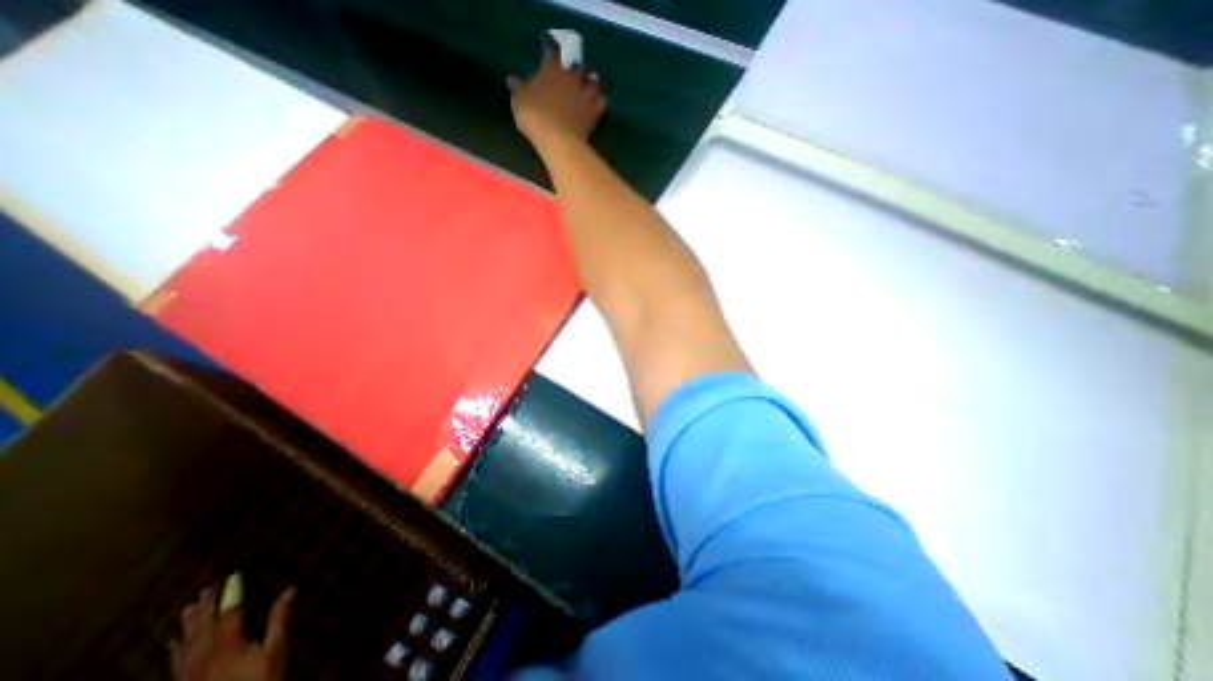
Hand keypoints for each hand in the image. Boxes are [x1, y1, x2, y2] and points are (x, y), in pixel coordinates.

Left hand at [170, 582, 294, 680]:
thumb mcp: (276, 650)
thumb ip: (280, 619)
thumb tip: (290, 588)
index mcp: (228, 646)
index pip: (229, 613)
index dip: (231, 594)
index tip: (233, 576)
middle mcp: (203, 658)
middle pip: (202, 628)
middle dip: (205, 608)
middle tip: (206, 588)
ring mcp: (189, 675)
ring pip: (185, 646)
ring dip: (188, 626)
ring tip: (188, 609)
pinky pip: (176, 663)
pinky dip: (177, 649)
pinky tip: (175, 645)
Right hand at [507, 41, 605, 145]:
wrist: (557, 139)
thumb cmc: (534, 117)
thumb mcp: (519, 101)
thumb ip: (518, 89)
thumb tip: (511, 79)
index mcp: (551, 70)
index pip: (552, 52)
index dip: (551, 50)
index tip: (550, 50)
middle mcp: (571, 78)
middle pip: (578, 66)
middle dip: (577, 68)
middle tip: (574, 73)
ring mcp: (584, 94)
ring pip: (593, 81)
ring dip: (592, 82)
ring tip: (589, 86)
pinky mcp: (594, 111)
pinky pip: (602, 101)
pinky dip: (600, 100)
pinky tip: (597, 102)